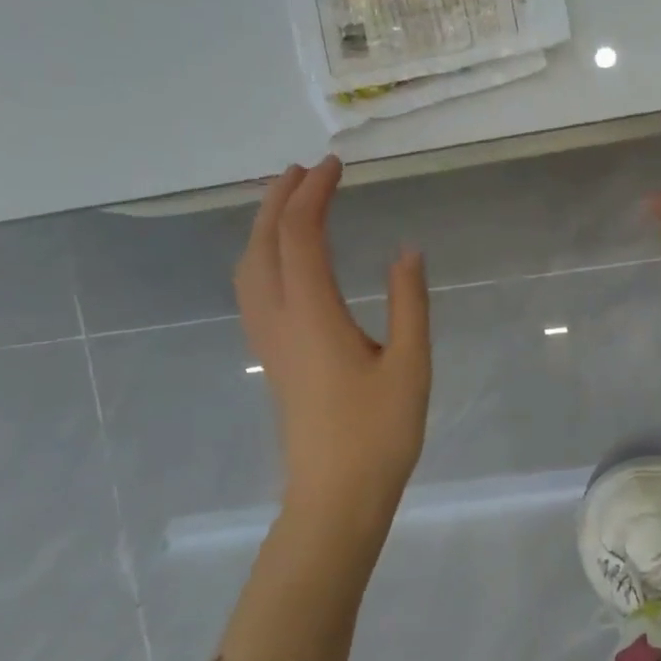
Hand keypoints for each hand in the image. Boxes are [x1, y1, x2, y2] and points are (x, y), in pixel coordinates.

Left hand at [234, 158, 430, 548]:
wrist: (336, 494)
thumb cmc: (380, 431)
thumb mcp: (411, 363)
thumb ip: (408, 302)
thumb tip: (406, 250)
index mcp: (313, 314)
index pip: (301, 236)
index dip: (314, 195)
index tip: (335, 166)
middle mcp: (279, 318)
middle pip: (263, 243)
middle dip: (279, 199)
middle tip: (305, 169)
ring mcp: (268, 340)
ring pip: (249, 267)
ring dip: (263, 226)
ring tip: (287, 201)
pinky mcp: (271, 357)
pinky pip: (251, 290)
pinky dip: (260, 256)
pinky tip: (279, 260)